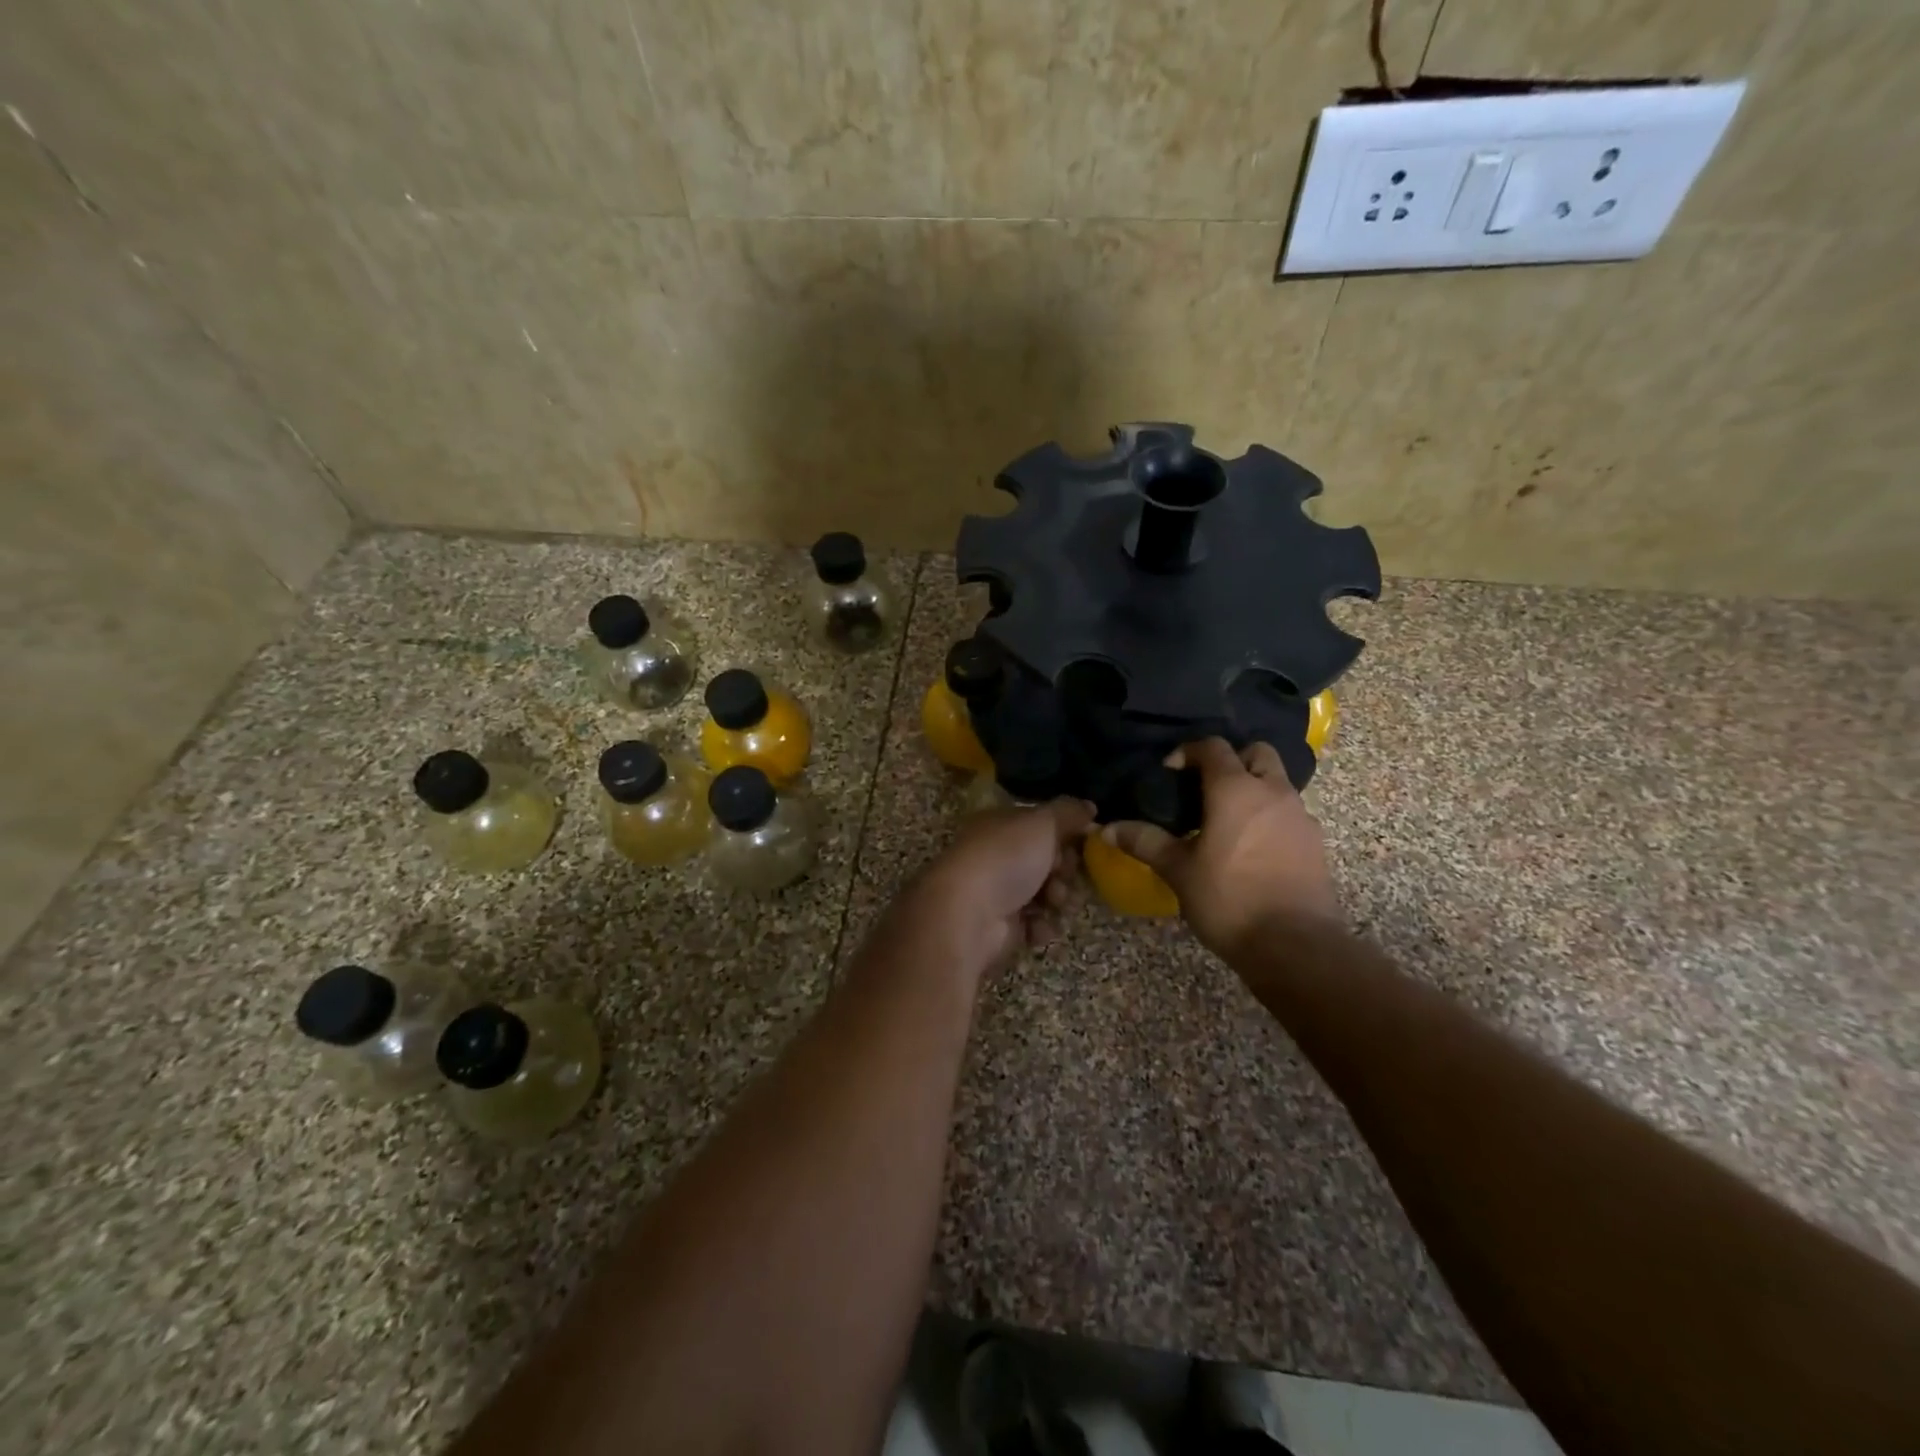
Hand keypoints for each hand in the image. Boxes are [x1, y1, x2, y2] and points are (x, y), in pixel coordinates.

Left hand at [907, 798, 1095, 976]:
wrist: (967, 914)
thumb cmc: (1005, 858)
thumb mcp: (1043, 823)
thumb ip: (1069, 812)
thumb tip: (1090, 807)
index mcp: (1000, 824)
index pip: (1042, 825)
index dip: (1066, 834)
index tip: (1084, 843)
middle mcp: (997, 855)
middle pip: (1047, 861)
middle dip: (1064, 870)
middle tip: (1062, 875)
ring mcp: (997, 892)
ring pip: (1045, 894)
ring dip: (1057, 899)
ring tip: (1052, 903)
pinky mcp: (1001, 926)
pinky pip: (1035, 924)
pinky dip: (1040, 926)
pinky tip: (1037, 926)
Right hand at [1105, 738, 1341, 958]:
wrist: (1294, 945)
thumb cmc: (1229, 899)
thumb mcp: (1178, 870)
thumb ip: (1144, 842)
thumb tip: (1106, 829)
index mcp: (1235, 789)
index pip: (1213, 747)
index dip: (1188, 752)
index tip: (1169, 773)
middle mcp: (1272, 792)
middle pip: (1256, 753)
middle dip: (1231, 760)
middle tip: (1205, 788)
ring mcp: (1299, 816)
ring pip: (1276, 783)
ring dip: (1253, 789)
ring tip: (1226, 821)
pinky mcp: (1315, 843)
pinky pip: (1289, 813)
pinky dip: (1269, 817)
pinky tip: (1251, 848)